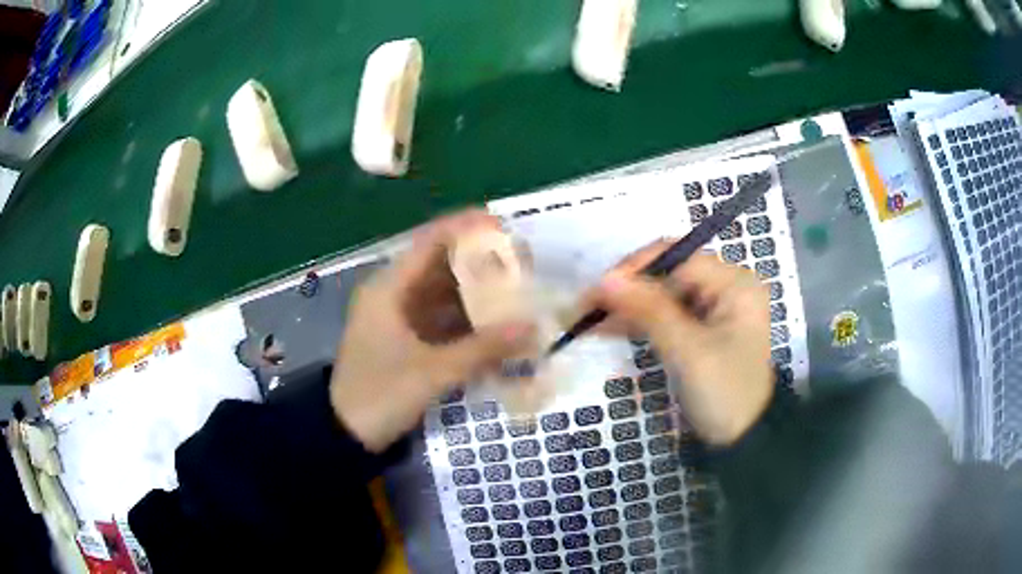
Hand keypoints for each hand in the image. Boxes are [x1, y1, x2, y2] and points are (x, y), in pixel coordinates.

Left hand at [330, 210, 535, 452]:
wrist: (345, 435)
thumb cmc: (380, 395)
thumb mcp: (433, 372)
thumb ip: (483, 349)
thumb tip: (533, 328)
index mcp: (389, 288)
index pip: (430, 241)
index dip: (466, 228)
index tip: (505, 226)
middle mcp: (393, 294)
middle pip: (441, 265)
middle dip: (480, 263)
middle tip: (521, 264)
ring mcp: (399, 318)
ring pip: (444, 294)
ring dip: (477, 293)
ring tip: (517, 290)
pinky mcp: (406, 340)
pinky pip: (442, 319)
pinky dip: (468, 320)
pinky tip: (496, 324)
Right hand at [590, 241, 772, 445]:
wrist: (743, 439)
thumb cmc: (725, 393)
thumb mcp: (688, 351)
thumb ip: (649, 311)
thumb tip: (605, 279)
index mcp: (735, 283)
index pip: (678, 257)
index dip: (636, 269)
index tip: (598, 290)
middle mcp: (726, 286)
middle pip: (669, 273)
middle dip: (629, 289)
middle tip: (588, 307)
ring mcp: (715, 307)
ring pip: (663, 294)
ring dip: (629, 305)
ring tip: (590, 319)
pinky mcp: (702, 328)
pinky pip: (666, 314)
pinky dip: (639, 320)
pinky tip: (609, 327)